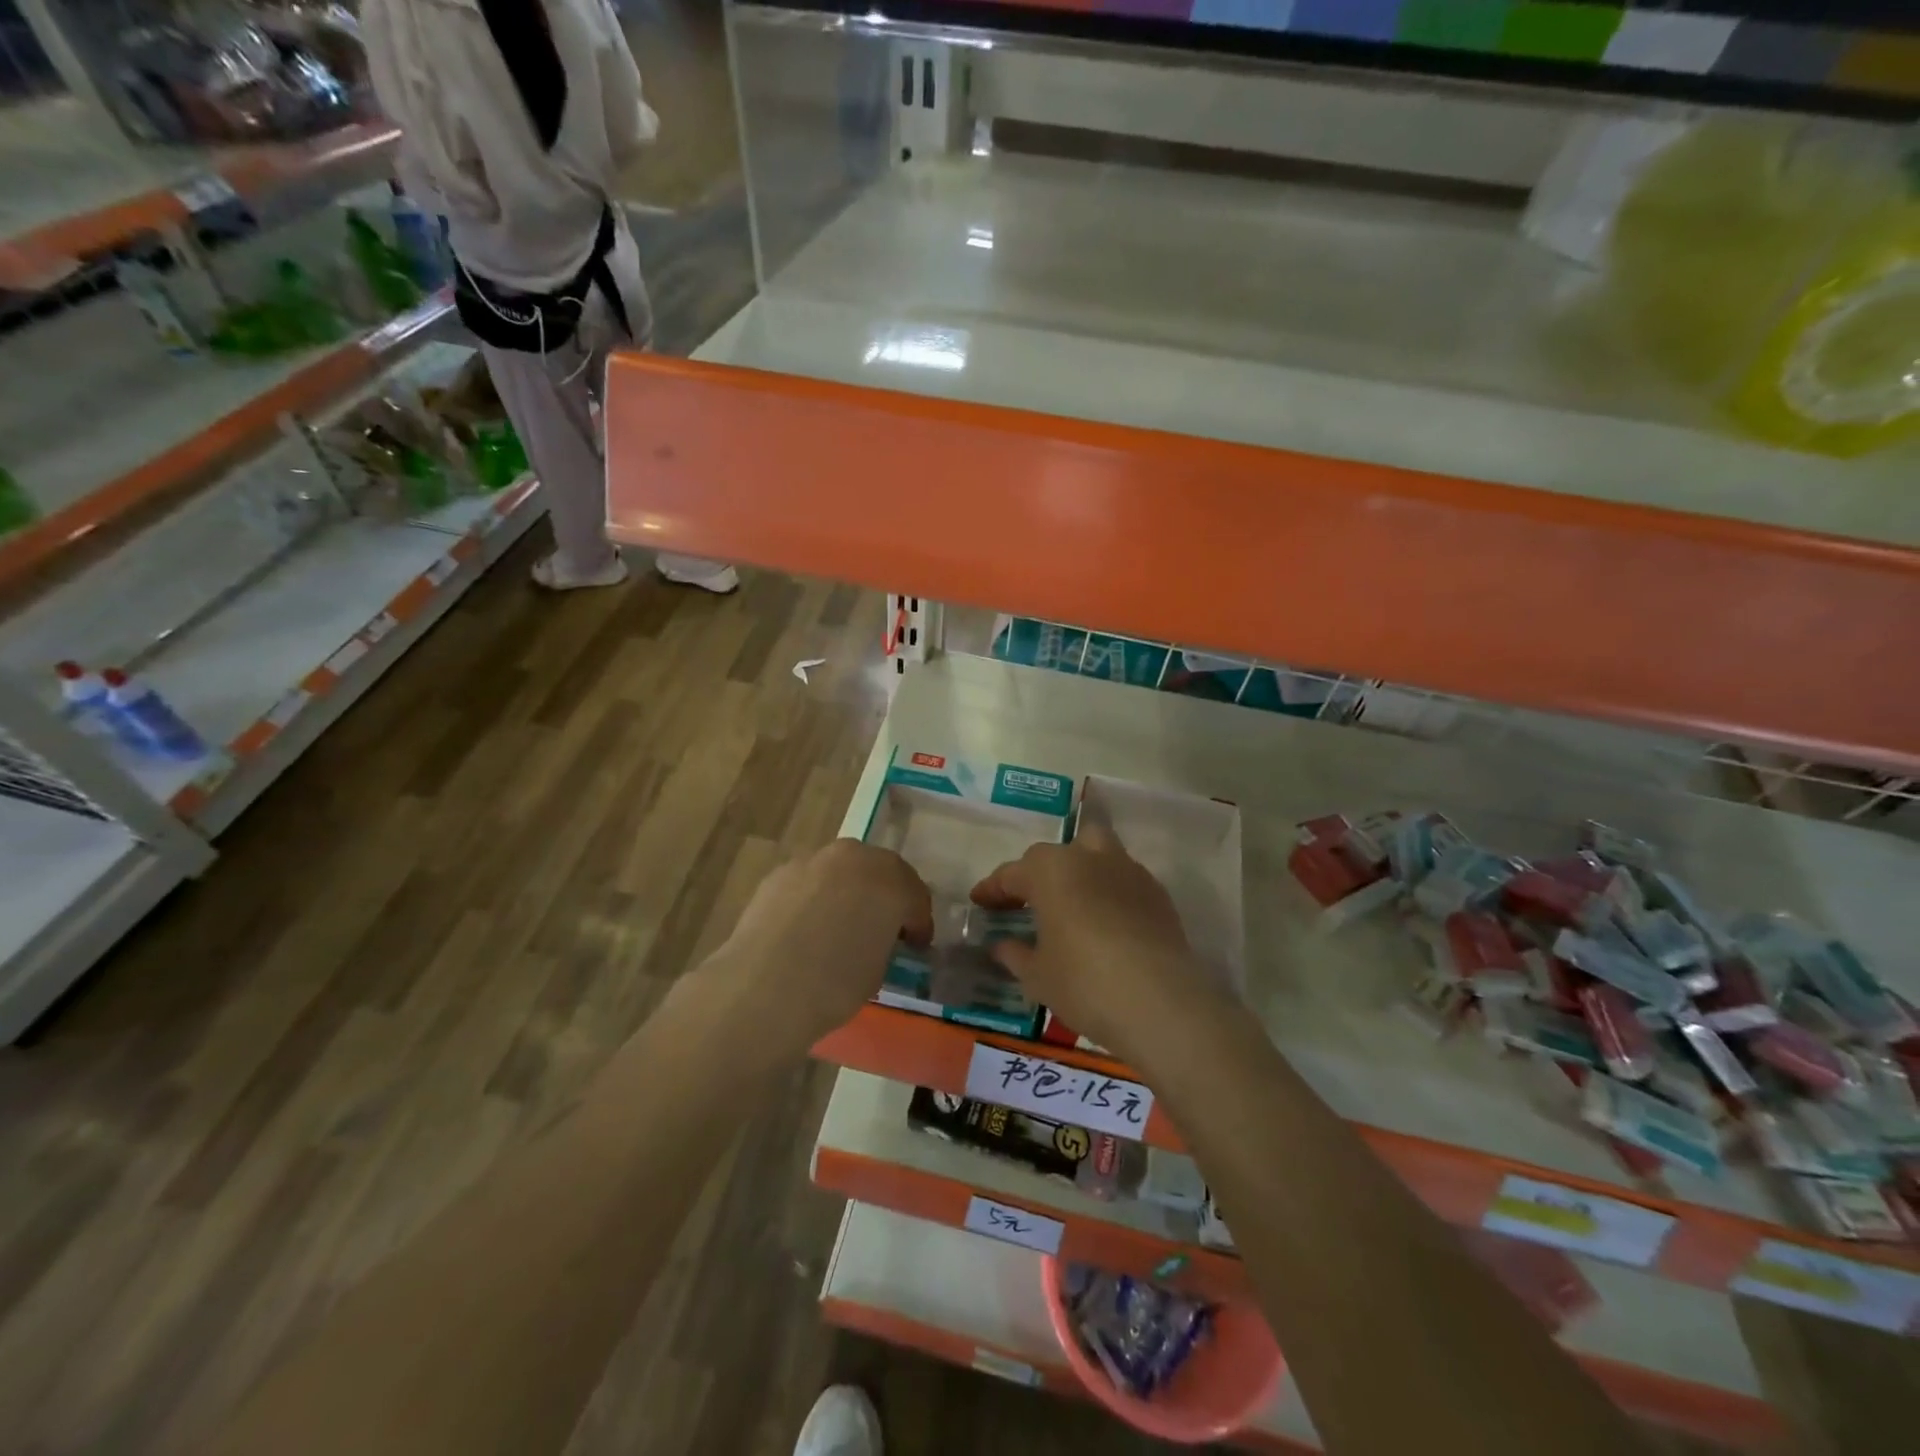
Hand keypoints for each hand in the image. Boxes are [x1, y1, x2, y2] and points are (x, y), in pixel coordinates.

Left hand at [708, 838, 931, 1053]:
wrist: (763, 987)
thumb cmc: (834, 985)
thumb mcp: (878, 968)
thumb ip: (885, 941)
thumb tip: (876, 939)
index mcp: (891, 881)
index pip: (915, 897)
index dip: (918, 923)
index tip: (915, 946)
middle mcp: (856, 858)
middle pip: (881, 871)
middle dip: (885, 896)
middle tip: (883, 927)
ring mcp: (814, 860)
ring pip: (843, 870)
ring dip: (849, 891)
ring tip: (840, 924)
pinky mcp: (781, 872)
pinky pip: (810, 881)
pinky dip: (816, 896)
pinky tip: (806, 925)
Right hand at [970, 823, 1213, 1069]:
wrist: (1161, 1002)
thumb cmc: (1084, 983)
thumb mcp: (1037, 975)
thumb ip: (1015, 954)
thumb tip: (1002, 944)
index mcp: (1051, 870)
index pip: (1012, 873)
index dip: (993, 889)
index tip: (979, 903)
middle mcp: (1089, 857)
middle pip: (1056, 854)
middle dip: (1039, 874)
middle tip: (1027, 903)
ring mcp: (1128, 871)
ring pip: (1096, 854)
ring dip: (1078, 873)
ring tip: (1070, 906)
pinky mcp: (1157, 893)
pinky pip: (1123, 880)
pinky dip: (1108, 893)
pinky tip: (1104, 923)